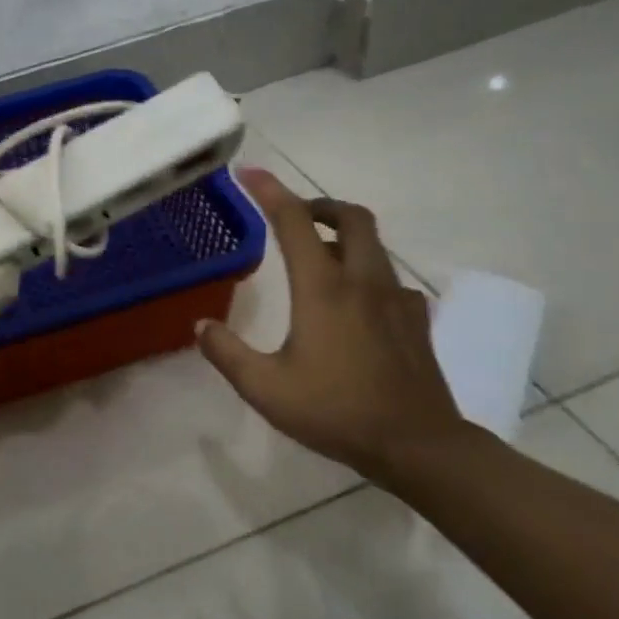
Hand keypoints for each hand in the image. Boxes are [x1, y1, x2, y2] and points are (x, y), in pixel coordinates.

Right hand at [195, 169, 478, 484]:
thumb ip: (227, 353)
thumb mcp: (265, 388)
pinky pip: (389, 278)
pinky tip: (355, 302)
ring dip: (344, 235)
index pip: (294, 221)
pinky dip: (366, 272)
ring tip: (317, 256)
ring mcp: (396, 299)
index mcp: (323, 289)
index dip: (270, 190)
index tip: (249, 172)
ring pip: (374, 244)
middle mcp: (362, 281)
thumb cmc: (336, 411)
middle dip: (320, 205)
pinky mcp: (415, 320)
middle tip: (294, 216)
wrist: (417, 446)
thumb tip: (200, 326)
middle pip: (351, 217)